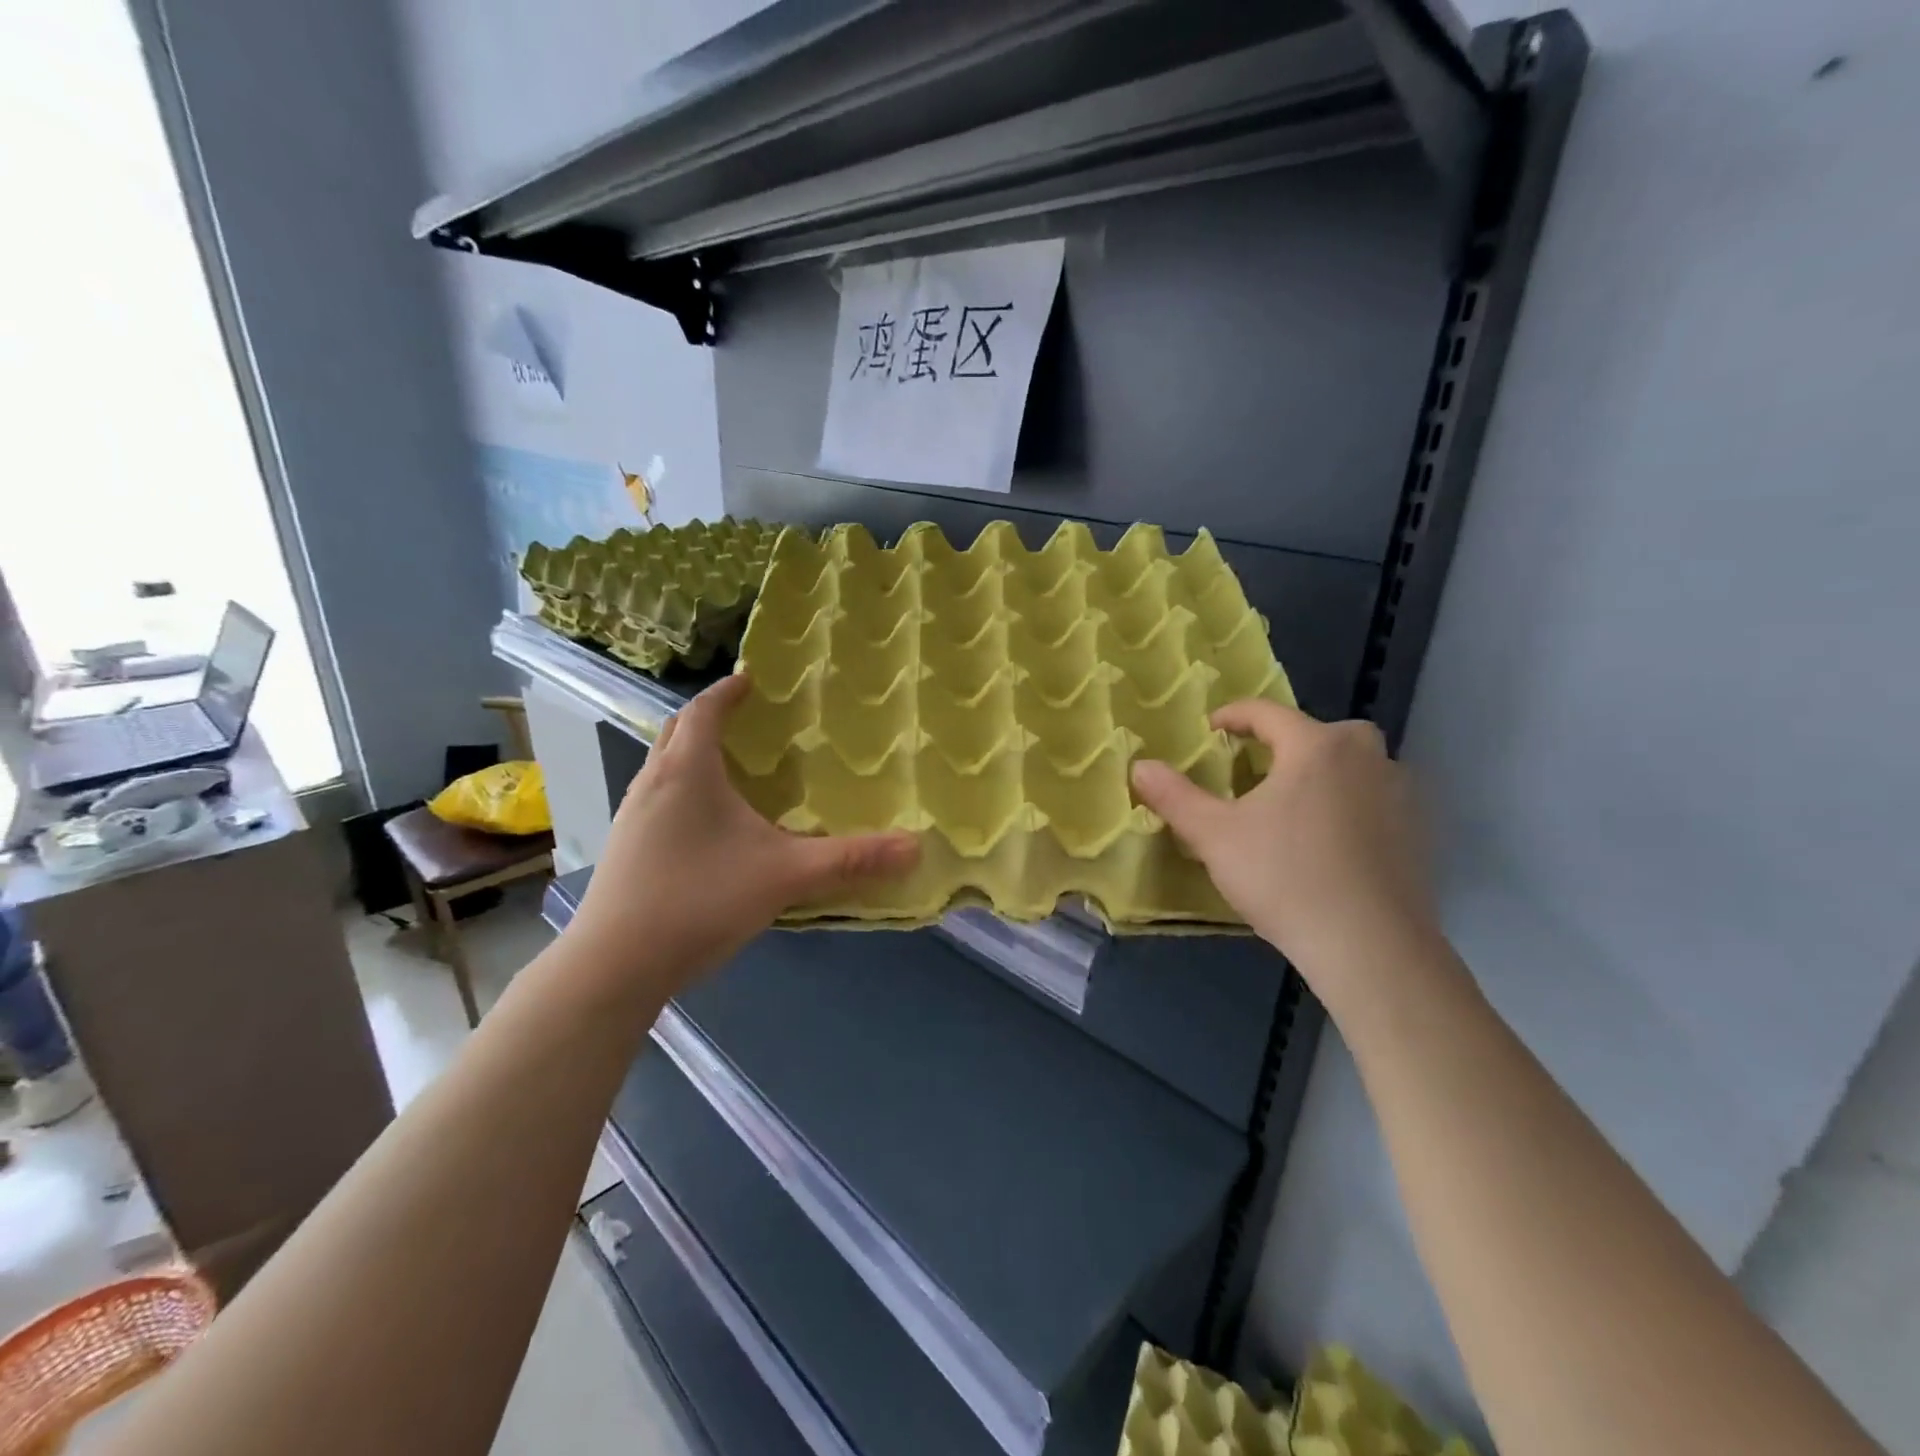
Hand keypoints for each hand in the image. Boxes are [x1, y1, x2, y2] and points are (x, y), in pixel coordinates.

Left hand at [568, 675, 918, 999]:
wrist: (614, 965)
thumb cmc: (700, 900)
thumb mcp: (785, 876)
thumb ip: (851, 860)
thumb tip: (915, 847)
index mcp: (688, 771)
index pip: (704, 710)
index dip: (727, 691)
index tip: (750, 679)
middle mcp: (652, 782)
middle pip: (677, 731)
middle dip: (708, 716)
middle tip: (745, 718)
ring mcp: (631, 816)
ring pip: (662, 765)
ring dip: (690, 753)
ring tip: (728, 766)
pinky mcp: (623, 847)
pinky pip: (655, 797)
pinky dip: (680, 788)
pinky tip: (704, 824)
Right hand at [1130, 701, 1440, 1007]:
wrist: (1370, 947)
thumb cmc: (1285, 877)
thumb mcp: (1214, 836)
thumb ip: (1175, 796)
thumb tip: (1139, 766)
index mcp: (1317, 746)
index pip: (1268, 713)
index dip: (1234, 716)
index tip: (1212, 730)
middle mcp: (1366, 757)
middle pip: (1320, 735)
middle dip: (1285, 745)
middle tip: (1256, 772)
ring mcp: (1401, 794)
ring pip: (1352, 767)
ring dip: (1322, 775)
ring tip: (1292, 808)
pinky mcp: (1419, 832)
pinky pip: (1375, 801)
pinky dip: (1350, 807)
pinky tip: (1330, 843)